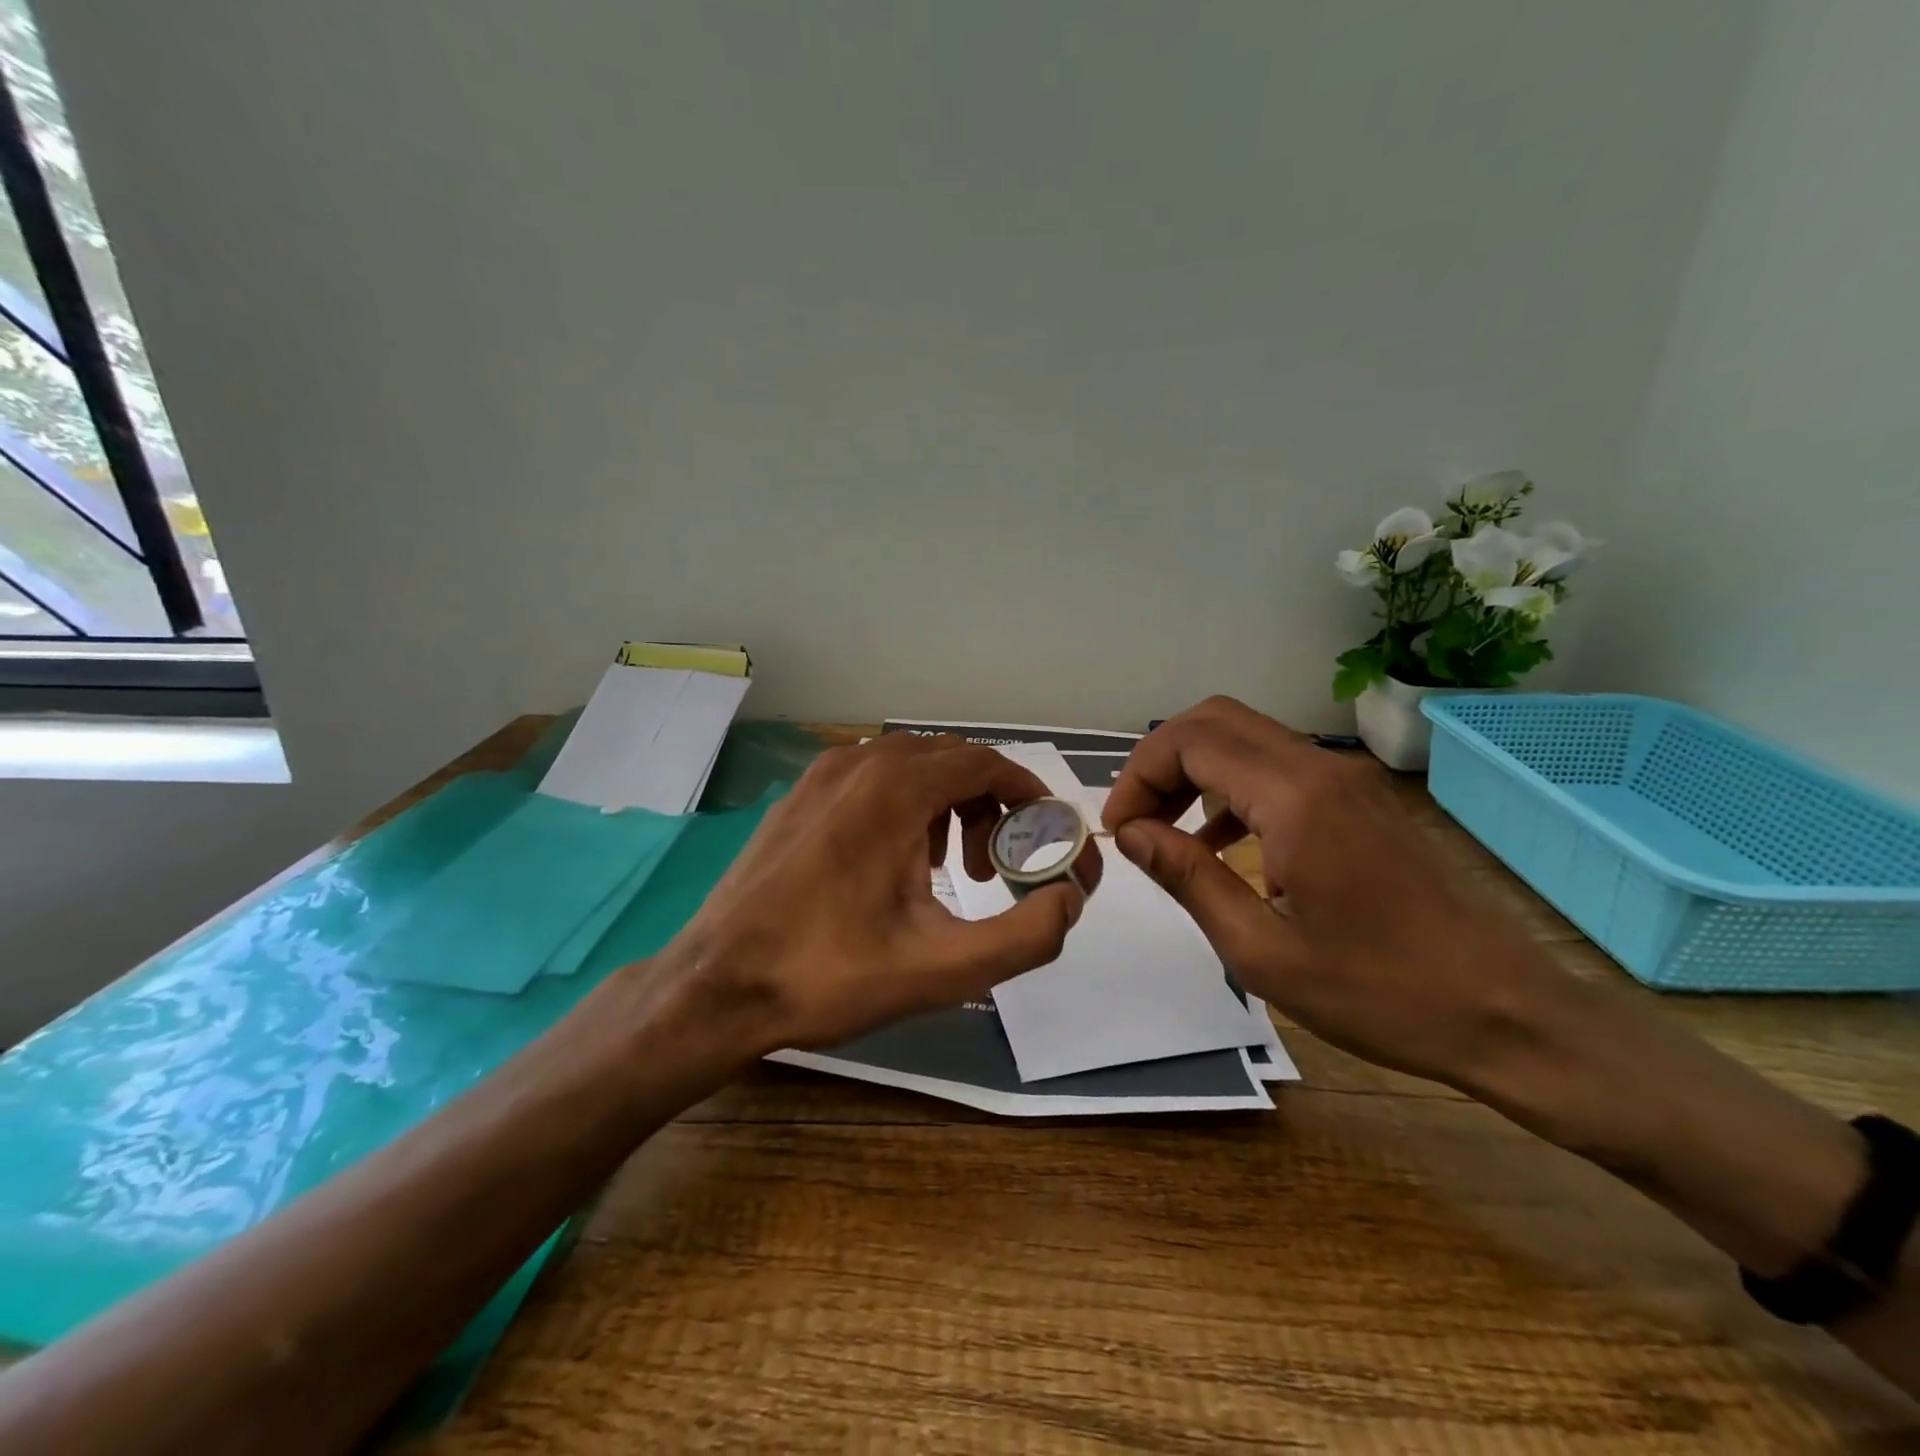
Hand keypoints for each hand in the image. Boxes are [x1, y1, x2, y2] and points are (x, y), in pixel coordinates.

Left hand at [665, 733, 1101, 1053]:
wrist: (717, 985)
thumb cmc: (829, 975)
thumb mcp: (942, 968)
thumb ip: (1025, 936)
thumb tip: (1068, 901)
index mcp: (895, 788)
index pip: (984, 763)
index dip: (1025, 793)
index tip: (1044, 832)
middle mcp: (859, 763)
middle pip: (950, 761)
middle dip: (987, 806)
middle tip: (991, 869)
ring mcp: (821, 775)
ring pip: (911, 767)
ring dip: (947, 805)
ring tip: (947, 870)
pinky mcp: (799, 796)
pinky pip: (872, 779)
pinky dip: (905, 806)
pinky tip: (895, 863)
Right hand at [1101, 696, 1540, 1087]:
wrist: (1506, 1014)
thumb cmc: (1378, 993)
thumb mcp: (1260, 950)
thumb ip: (1187, 878)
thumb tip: (1130, 832)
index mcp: (1295, 799)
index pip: (1191, 742)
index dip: (1140, 776)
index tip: (1120, 830)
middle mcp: (1322, 769)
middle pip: (1215, 721)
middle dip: (1161, 761)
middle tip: (1136, 819)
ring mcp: (1347, 780)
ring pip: (1246, 738)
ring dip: (1194, 771)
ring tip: (1164, 830)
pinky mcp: (1360, 801)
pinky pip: (1278, 768)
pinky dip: (1232, 788)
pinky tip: (1218, 843)